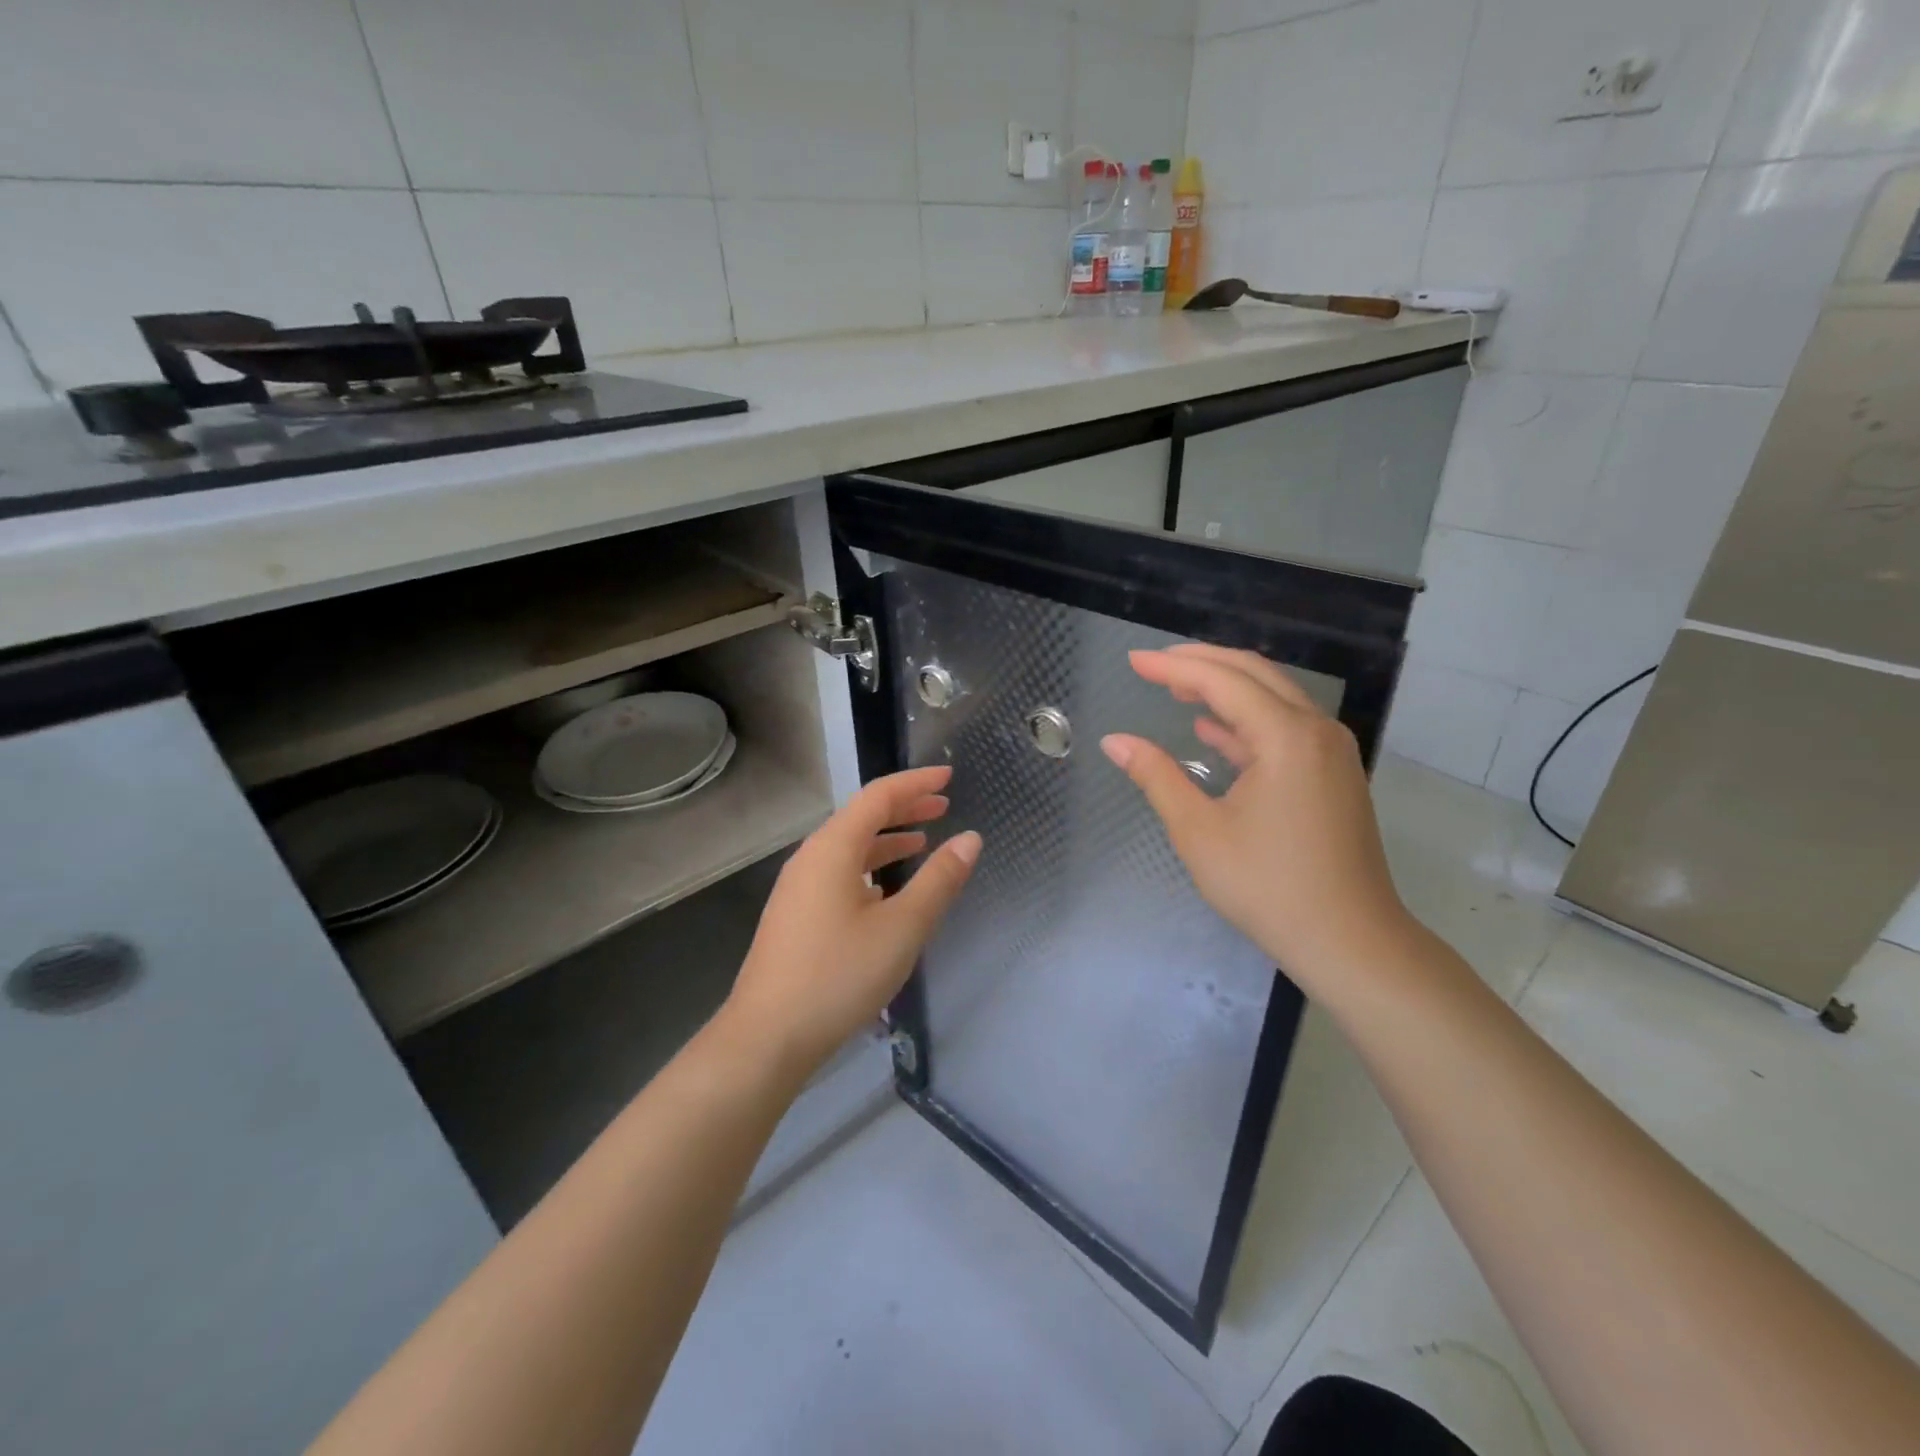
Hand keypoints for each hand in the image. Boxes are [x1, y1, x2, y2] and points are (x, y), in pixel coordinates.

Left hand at [719, 766, 980, 1083]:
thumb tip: (970, 839)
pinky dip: (869, 868)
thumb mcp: (902, 927)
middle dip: (904, 808)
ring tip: (922, 842)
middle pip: (861, 818)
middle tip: (943, 806)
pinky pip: (838, 873)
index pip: (878, 796)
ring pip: (848, 848)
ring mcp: (798, 888)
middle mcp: (810, 858)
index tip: (949, 776)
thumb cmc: (839, 975)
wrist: (767, 1037)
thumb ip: (939, 880)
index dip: (916, 783)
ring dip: (887, 840)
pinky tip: (886, 891)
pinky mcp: (795, 916)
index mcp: (832, 848)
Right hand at [1099, 644, 1414, 989]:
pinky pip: (1284, 727)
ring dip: (1224, 688)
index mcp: (1285, 737)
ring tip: (1175, 689)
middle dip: (1200, 663)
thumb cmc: (1268, 887)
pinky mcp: (1333, 774)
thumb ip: (1156, 776)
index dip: (1173, 667)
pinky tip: (1212, 730)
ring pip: (1272, 697)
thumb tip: (1115, 741)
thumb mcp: (1199, 832)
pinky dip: (1245, 720)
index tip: (1133, 661)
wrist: (1350, 941)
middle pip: (1253, 674)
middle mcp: (1315, 730)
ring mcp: (1330, 751)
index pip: (1221, 681)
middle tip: (1152, 666)